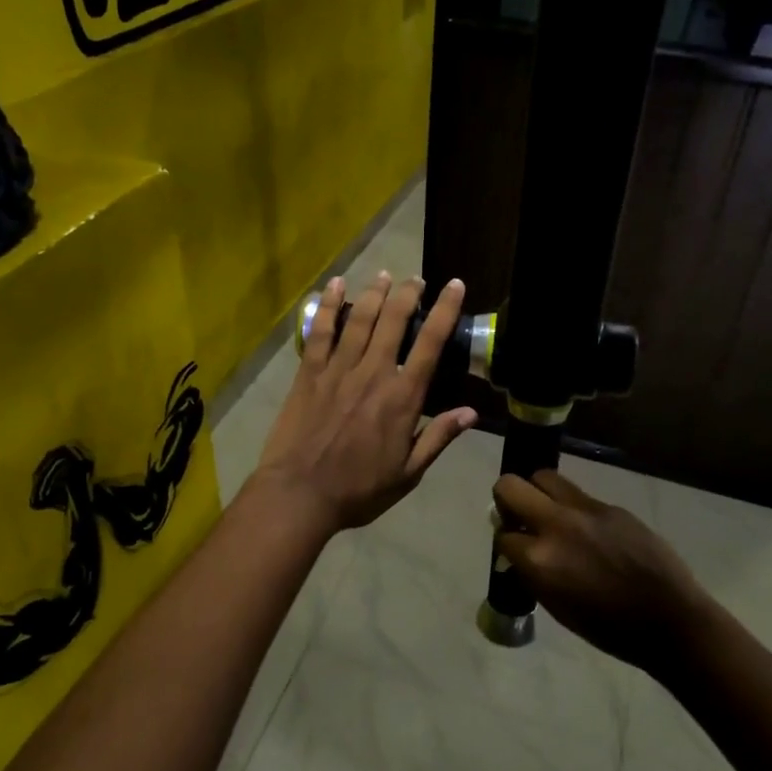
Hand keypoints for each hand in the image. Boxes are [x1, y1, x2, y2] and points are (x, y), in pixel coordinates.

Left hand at [254, 273, 476, 531]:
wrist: (300, 495)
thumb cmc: (358, 489)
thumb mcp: (408, 473)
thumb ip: (438, 438)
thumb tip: (471, 413)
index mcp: (403, 397)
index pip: (431, 343)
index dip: (445, 310)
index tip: (454, 285)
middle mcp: (373, 373)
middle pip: (394, 320)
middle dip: (408, 293)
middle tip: (416, 279)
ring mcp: (338, 369)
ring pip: (360, 318)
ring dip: (374, 292)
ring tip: (384, 275)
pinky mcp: (309, 373)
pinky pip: (320, 331)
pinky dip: (328, 305)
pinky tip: (334, 286)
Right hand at [492, 470, 711, 670]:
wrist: (669, 618)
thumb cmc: (608, 627)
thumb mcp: (556, 607)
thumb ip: (532, 573)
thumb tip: (518, 553)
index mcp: (538, 559)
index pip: (502, 534)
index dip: (506, 542)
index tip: (514, 550)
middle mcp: (556, 524)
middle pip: (510, 486)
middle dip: (506, 499)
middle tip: (519, 516)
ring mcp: (585, 510)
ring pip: (544, 477)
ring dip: (538, 492)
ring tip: (550, 514)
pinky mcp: (611, 506)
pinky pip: (579, 495)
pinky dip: (573, 507)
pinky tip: (588, 531)